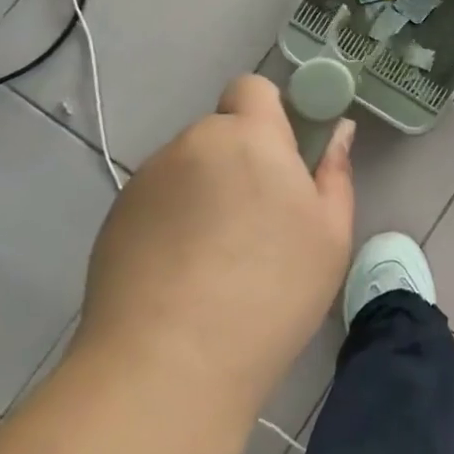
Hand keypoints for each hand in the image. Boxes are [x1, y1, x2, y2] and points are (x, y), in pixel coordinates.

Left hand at [71, 75, 355, 407]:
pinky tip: (180, 276)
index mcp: (249, 136)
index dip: (268, 113)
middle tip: (257, 221)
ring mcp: (146, 181)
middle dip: (240, 160)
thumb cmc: (271, 292)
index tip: (283, 158)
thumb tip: (339, 132)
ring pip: (188, 169)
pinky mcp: (115, 219)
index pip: (252, 87)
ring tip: (215, 258)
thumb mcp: (330, 235)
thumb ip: (335, 172)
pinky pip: (157, 202)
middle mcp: (192, 144)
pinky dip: (171, 221)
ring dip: (205, 191)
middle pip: (220, 133)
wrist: (168, 366)